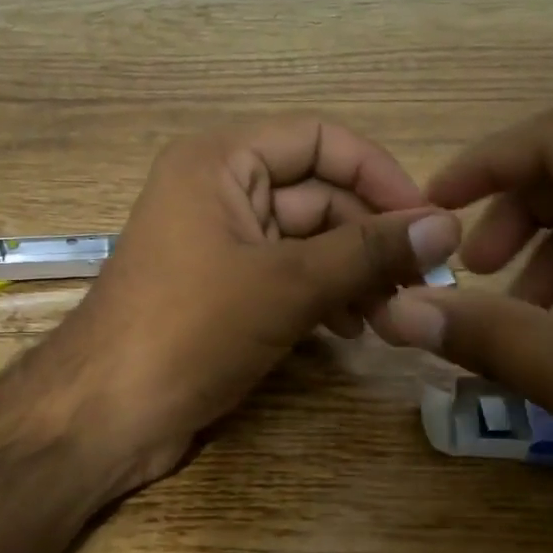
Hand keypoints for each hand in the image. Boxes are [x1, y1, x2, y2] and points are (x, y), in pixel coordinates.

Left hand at [56, 118, 460, 488]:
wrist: (106, 413)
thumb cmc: (190, 329)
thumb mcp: (287, 284)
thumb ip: (368, 251)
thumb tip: (447, 226)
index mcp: (220, 160)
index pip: (320, 140)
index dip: (379, 173)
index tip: (429, 222)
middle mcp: (218, 189)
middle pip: (317, 192)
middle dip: (370, 237)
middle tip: (421, 283)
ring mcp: (219, 241)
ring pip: (306, 239)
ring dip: (353, 271)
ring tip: (392, 315)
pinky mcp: (222, 287)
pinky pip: (286, 274)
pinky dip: (323, 294)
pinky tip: (354, 328)